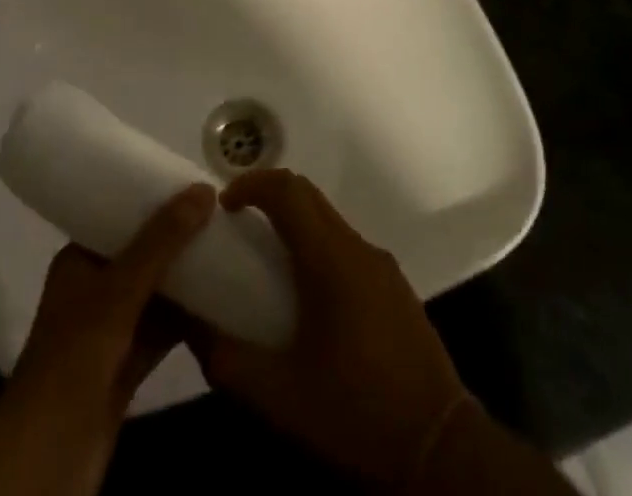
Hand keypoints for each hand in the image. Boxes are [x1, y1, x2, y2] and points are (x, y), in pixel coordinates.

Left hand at [0, 183, 215, 495]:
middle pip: (143, 254)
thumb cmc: (75, 357)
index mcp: (79, 262)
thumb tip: (204, 188)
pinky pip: (163, 330)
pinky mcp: (126, 367)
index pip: (120, 217)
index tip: (196, 185)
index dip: (155, 201)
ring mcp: (110, 331)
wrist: (48, 456)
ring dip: (187, 278)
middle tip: (222, 215)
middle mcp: (94, 290)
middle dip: (179, 239)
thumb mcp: (119, 291)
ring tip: (229, 248)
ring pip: (156, 293)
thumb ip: (161, 241)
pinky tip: (222, 300)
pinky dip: (188, 318)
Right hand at [191, 170, 470, 488]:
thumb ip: (228, 359)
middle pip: (310, 196)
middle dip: (270, 198)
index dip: (252, 184)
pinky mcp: (396, 288)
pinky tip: (308, 299)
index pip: (288, 190)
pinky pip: (348, 248)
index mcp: (331, 259)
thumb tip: (190, 326)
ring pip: (330, 221)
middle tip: (238, 228)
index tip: (224, 206)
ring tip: (267, 265)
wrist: (440, 447)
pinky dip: (319, 248)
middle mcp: (358, 248)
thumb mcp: (279, 397)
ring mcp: (382, 266)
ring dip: (296, 224)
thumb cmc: (355, 414)